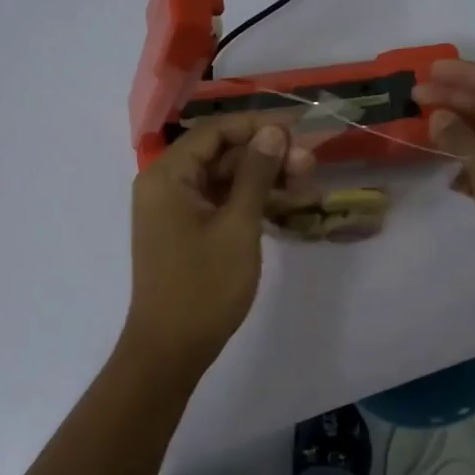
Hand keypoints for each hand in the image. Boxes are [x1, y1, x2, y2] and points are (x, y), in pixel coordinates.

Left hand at [123, 115, 314, 369]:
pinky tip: (283, 204)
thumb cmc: (203, 286)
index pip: (215, 132)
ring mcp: (173, 210)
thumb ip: (255, 174)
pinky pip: (219, 202)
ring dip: (261, 178)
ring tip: (304, 186)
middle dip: (265, 155)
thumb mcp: (237, 226)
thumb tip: (273, 132)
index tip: (299, 130)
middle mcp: (165, 185)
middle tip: (309, 166)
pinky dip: (248, 201)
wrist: (171, 348)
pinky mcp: (185, 231)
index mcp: (168, 176)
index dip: (257, 126)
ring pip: (222, 179)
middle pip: (220, 154)